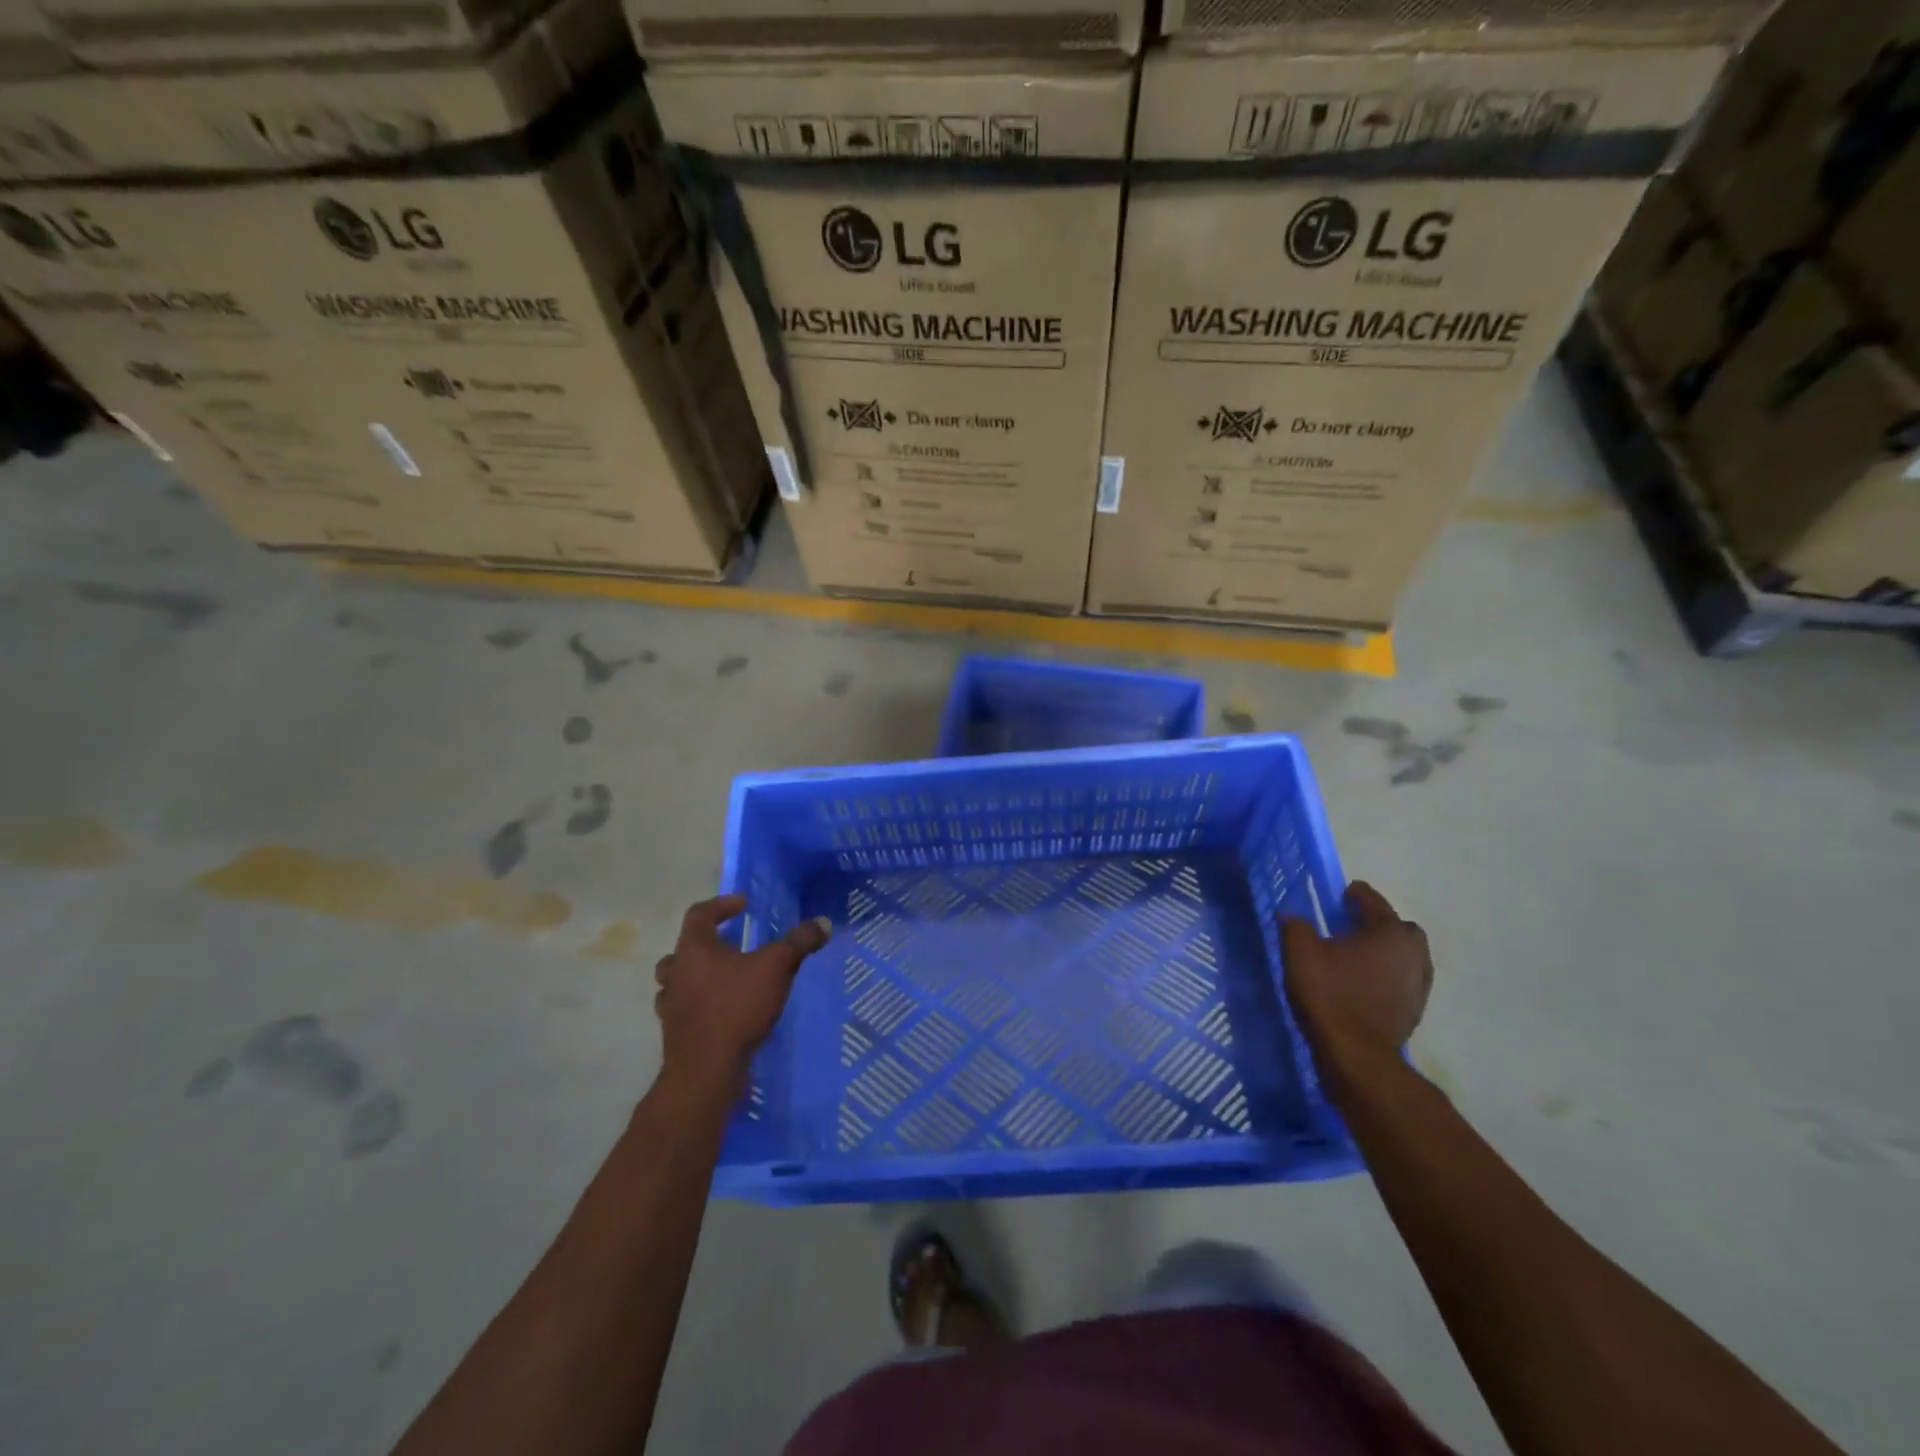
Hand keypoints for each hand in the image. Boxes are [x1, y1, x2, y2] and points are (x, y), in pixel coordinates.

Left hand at [654, 894, 831, 1102]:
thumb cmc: (737, 1007)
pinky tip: (720, 1010)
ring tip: (724, 977)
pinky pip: (684, 1008)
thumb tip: (823, 922)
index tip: (743, 905)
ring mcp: (671, 1004)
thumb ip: (798, 943)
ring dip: (698, 974)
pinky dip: (699, 1004)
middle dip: (707, 942)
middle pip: (684, 947)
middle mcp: (676, 971)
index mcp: (694, 948)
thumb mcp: (776, 968)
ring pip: (678, 979)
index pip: (700, 913)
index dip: (722, 905)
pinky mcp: (675, 1032)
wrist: (706, 1070)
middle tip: (731, 943)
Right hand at [1281, 881, 1432, 1074]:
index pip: (1374, 901)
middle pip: (1399, 928)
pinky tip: (1364, 983)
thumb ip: (1295, 926)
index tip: (1342, 894)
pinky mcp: (1414, 1010)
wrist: (1357, 1054)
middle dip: (1378, 923)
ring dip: (1385, 952)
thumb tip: (1293, 916)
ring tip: (1357, 957)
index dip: (1356, 894)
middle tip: (1352, 926)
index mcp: (1388, 932)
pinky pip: (1402, 980)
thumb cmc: (1330, 994)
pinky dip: (1387, 975)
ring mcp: (1418, 984)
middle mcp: (1412, 954)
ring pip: (1405, 956)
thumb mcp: (1300, 952)